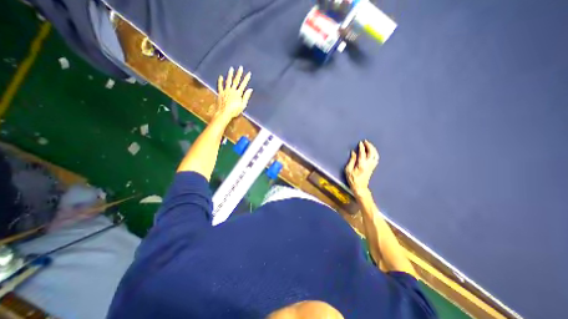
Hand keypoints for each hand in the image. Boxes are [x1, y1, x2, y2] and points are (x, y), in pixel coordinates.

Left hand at [215, 67, 252, 122]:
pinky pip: (220, 86)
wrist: (224, 113)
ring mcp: (225, 91)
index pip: (243, 84)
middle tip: (240, 67)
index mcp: (238, 94)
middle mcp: (232, 90)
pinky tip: (221, 76)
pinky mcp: (220, 93)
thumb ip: (246, 97)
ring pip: (228, 81)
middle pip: (236, 81)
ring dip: (230, 75)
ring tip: (231, 69)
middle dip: (239, 74)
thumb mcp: (243, 105)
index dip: (246, 79)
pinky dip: (220, 81)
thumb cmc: (234, 111)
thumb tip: (250, 89)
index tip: (249, 73)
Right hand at [344, 140, 378, 197]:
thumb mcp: (348, 170)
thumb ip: (351, 161)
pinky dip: (375, 153)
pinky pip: (376, 159)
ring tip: (369, 145)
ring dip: (373, 149)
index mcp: (362, 164)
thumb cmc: (352, 179)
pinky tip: (372, 152)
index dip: (362, 147)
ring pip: (375, 155)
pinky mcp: (373, 168)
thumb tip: (354, 153)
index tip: (360, 142)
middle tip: (366, 141)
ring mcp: (372, 166)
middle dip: (369, 146)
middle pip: (371, 153)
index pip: (363, 153)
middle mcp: (368, 164)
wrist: (360, 187)